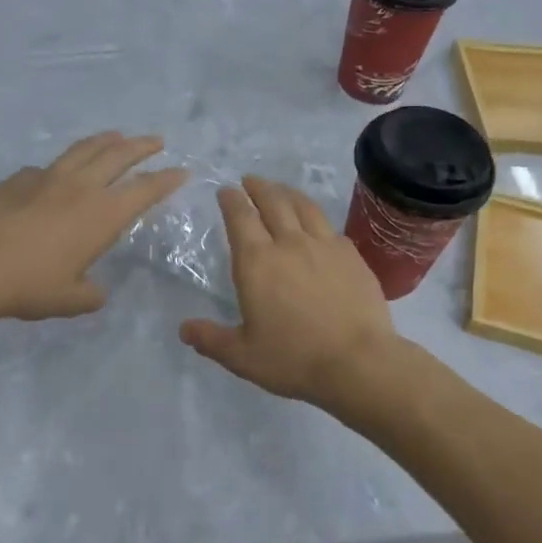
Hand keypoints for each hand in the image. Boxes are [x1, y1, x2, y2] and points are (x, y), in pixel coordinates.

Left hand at [0, 133, 187, 322]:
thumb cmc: (29, 285)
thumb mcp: (70, 300)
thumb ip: (90, 294)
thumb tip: (95, 292)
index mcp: (102, 214)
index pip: (145, 189)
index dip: (167, 179)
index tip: (182, 170)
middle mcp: (81, 187)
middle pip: (119, 155)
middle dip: (142, 146)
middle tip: (156, 141)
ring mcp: (47, 178)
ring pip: (84, 149)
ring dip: (105, 140)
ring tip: (116, 136)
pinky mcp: (18, 179)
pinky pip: (47, 167)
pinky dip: (62, 166)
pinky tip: (56, 174)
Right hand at [179, 176, 402, 412]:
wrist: (358, 362)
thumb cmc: (294, 359)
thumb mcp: (242, 357)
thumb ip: (211, 339)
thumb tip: (184, 329)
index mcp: (257, 262)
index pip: (240, 218)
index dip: (231, 200)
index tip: (226, 191)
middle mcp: (289, 243)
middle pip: (272, 202)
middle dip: (258, 187)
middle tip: (250, 180)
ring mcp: (324, 245)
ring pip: (303, 207)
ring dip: (287, 193)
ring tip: (280, 190)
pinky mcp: (352, 255)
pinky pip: (329, 226)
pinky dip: (315, 217)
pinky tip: (316, 223)